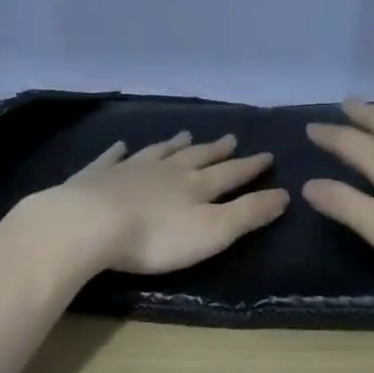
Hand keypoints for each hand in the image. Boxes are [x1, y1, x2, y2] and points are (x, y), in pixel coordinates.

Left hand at [27, 131, 289, 275]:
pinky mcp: (96, 177)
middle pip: (196, 157)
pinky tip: (121, 146)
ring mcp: (129, 169)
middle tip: (231, 138)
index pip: (231, 174)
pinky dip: (119, 152)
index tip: (267, 155)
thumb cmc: (157, 237)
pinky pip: (112, 159)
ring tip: (185, 135)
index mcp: (196, 186)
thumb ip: (249, 213)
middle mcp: (166, 170)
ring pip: (158, 152)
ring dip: (173, 145)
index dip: (251, 167)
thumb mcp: (214, 231)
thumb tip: (284, 194)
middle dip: (216, 150)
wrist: (89, 225)